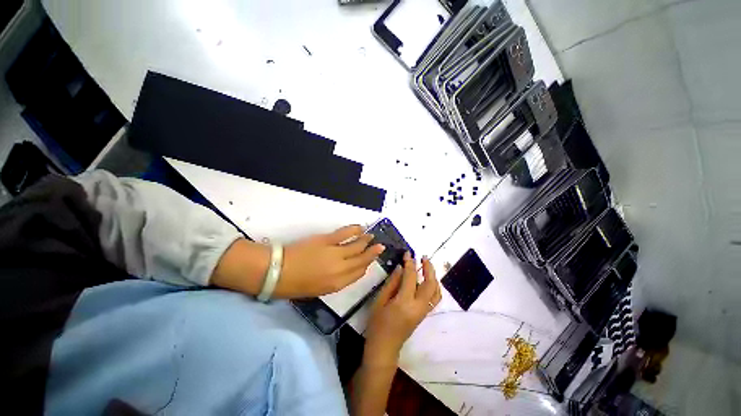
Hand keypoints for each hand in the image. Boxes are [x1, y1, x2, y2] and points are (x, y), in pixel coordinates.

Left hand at [275, 225, 384, 297]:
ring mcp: (335, 253)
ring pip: (357, 246)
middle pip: (362, 260)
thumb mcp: (317, 290)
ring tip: (372, 237)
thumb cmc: (294, 285)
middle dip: (372, 253)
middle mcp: (341, 269)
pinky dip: (354, 230)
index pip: (358, 274)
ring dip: (366, 241)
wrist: (276, 272)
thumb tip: (345, 271)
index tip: (370, 261)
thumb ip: (335, 281)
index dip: (366, 266)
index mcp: (337, 284)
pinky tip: (361, 228)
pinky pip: (345, 234)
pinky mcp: (327, 240)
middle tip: (380, 247)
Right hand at [363, 252, 440, 366]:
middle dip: (429, 268)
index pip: (411, 277)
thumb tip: (400, 267)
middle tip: (423, 257)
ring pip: (436, 292)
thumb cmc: (377, 324)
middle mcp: (418, 307)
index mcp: (404, 302)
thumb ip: (392, 283)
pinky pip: (434, 298)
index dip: (410, 263)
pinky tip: (427, 280)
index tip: (408, 253)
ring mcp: (423, 312)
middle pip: (430, 284)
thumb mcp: (380, 300)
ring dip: (434, 276)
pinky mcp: (424, 314)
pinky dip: (434, 286)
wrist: (384, 347)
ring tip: (427, 266)